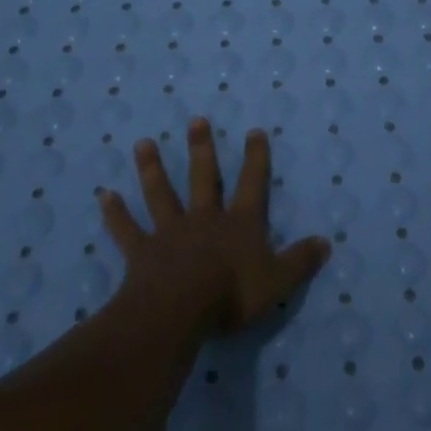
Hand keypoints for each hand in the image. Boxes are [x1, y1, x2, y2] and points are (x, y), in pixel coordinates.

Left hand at [98, 118, 329, 336]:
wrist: (180, 309)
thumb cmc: (232, 294)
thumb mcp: (278, 281)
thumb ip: (300, 260)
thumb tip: (326, 242)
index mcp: (239, 224)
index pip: (252, 184)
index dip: (255, 158)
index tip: (254, 131)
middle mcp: (204, 219)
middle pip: (203, 178)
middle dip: (201, 149)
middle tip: (195, 121)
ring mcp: (170, 232)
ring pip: (161, 194)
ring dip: (152, 169)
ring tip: (144, 143)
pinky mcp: (142, 252)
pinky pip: (127, 230)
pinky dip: (115, 213)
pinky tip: (104, 195)